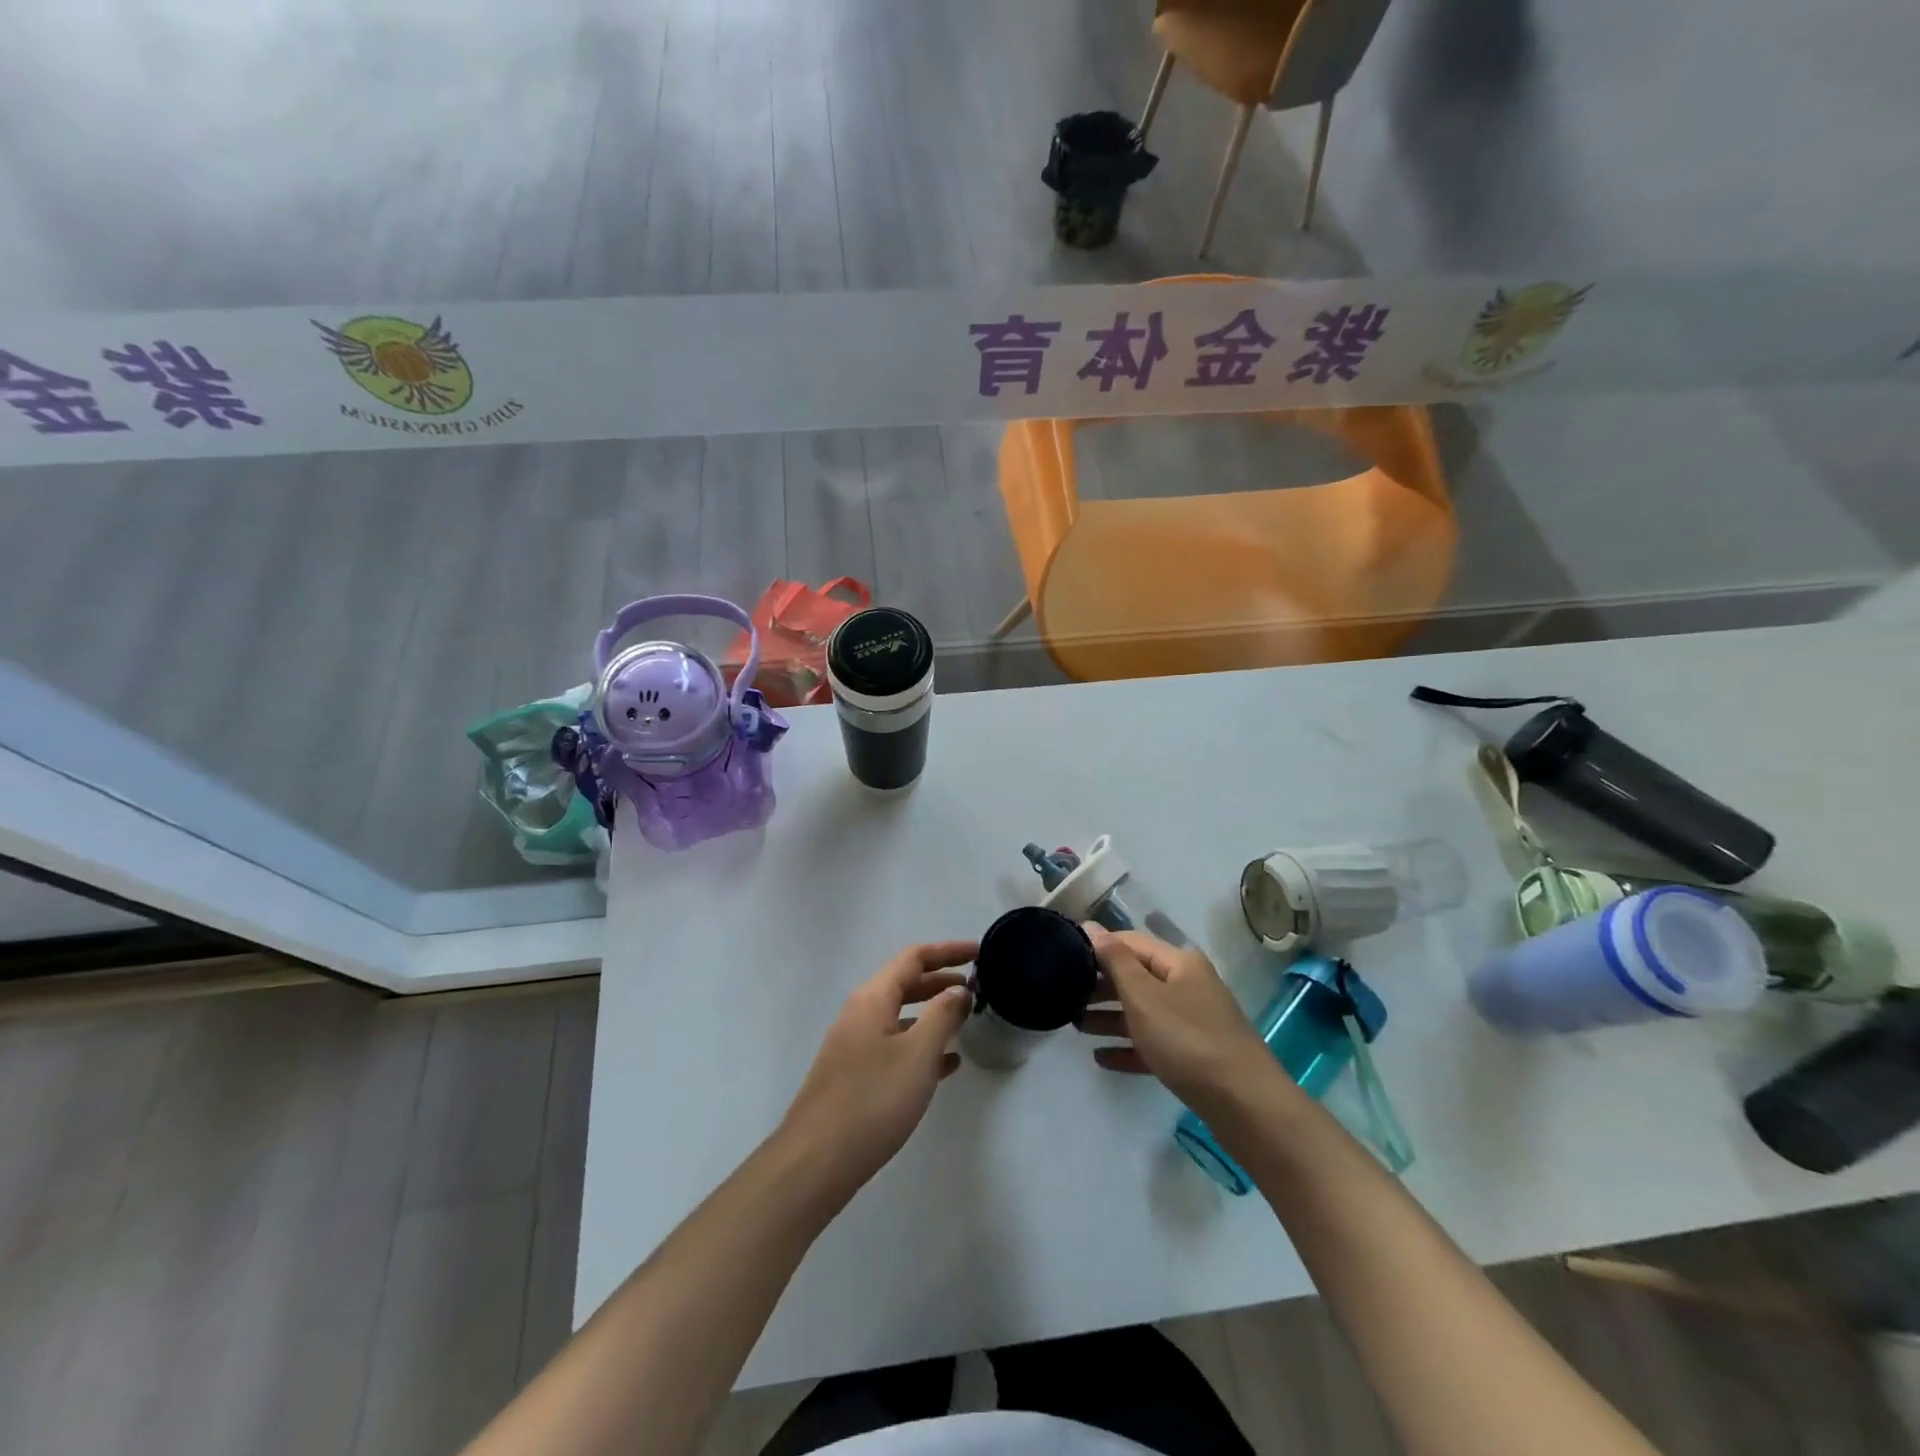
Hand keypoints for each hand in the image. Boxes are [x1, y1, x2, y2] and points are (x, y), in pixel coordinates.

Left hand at [778, 940, 977, 1194]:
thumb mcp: (917, 1054)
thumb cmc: (872, 1100)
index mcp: (873, 998)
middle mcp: (860, 1013)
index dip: (948, 951)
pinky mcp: (854, 1075)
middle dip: (941, 980)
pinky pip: (894, 1046)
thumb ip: (942, 1015)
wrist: (816, 1162)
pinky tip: (946, 1065)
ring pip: (900, 1016)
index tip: (979, 951)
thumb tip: (958, 990)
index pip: (914, 957)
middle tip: (977, 985)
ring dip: (933, 1013)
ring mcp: (854, 1045)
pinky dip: (921, 1045)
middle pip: (905, 983)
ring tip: (966, 1020)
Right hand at [1076, 926, 1277, 1115]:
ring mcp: (1193, 1022)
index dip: (1099, 947)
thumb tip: (1091, 927)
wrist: (1245, 1105)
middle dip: (1101, 986)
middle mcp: (1187, 986)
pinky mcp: (1194, 1057)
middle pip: (1137, 978)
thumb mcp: (1144, 996)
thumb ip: (1115, 961)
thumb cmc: (1188, 1040)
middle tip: (1066, 996)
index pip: (1131, 942)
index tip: (1064, 957)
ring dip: (1110, 1018)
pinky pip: (1153, 1044)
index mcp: (1179, 964)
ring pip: (1143, 1012)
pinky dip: (1128, 1047)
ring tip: (1076, 1026)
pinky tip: (1101, 1058)